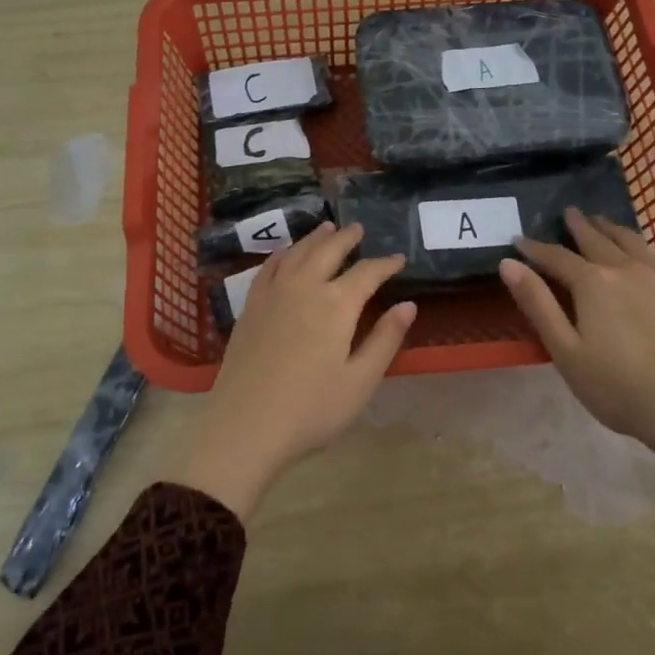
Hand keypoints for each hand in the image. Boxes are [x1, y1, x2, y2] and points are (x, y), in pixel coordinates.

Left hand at [167, 222, 415, 521]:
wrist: (246, 426)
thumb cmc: (312, 410)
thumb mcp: (360, 381)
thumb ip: (385, 339)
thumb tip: (408, 305)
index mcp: (337, 304)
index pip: (367, 273)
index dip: (385, 264)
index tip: (399, 258)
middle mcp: (304, 286)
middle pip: (328, 250)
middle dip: (347, 238)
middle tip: (359, 229)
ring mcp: (273, 293)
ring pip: (297, 252)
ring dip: (315, 238)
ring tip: (327, 228)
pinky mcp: (250, 305)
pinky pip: (269, 266)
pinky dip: (283, 252)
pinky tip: (286, 253)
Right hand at [500, 209, 654, 533]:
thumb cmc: (616, 386)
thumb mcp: (564, 349)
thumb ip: (537, 303)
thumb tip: (509, 263)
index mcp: (594, 283)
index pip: (557, 257)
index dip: (536, 248)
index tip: (520, 240)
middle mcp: (629, 270)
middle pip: (599, 240)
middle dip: (580, 226)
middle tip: (570, 212)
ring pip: (635, 244)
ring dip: (614, 230)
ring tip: (605, 223)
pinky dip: (646, 257)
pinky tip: (647, 266)